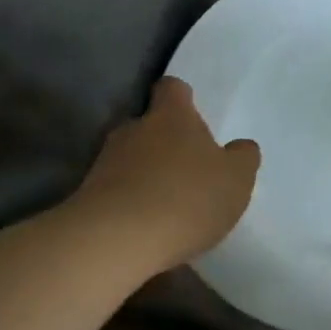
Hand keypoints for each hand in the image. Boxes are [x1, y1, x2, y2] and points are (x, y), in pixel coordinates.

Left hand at [73, 77, 259, 271]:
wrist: (117, 241)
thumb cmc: (187, 198)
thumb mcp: (236, 179)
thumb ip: (242, 157)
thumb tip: (240, 147)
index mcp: (171, 116)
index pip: (173, 88)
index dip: (183, 98)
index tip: (193, 114)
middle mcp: (134, 129)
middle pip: (149, 124)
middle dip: (165, 141)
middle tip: (188, 167)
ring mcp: (105, 161)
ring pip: (130, 158)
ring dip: (147, 173)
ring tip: (168, 203)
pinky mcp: (88, 195)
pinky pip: (116, 190)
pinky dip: (131, 201)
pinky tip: (148, 226)